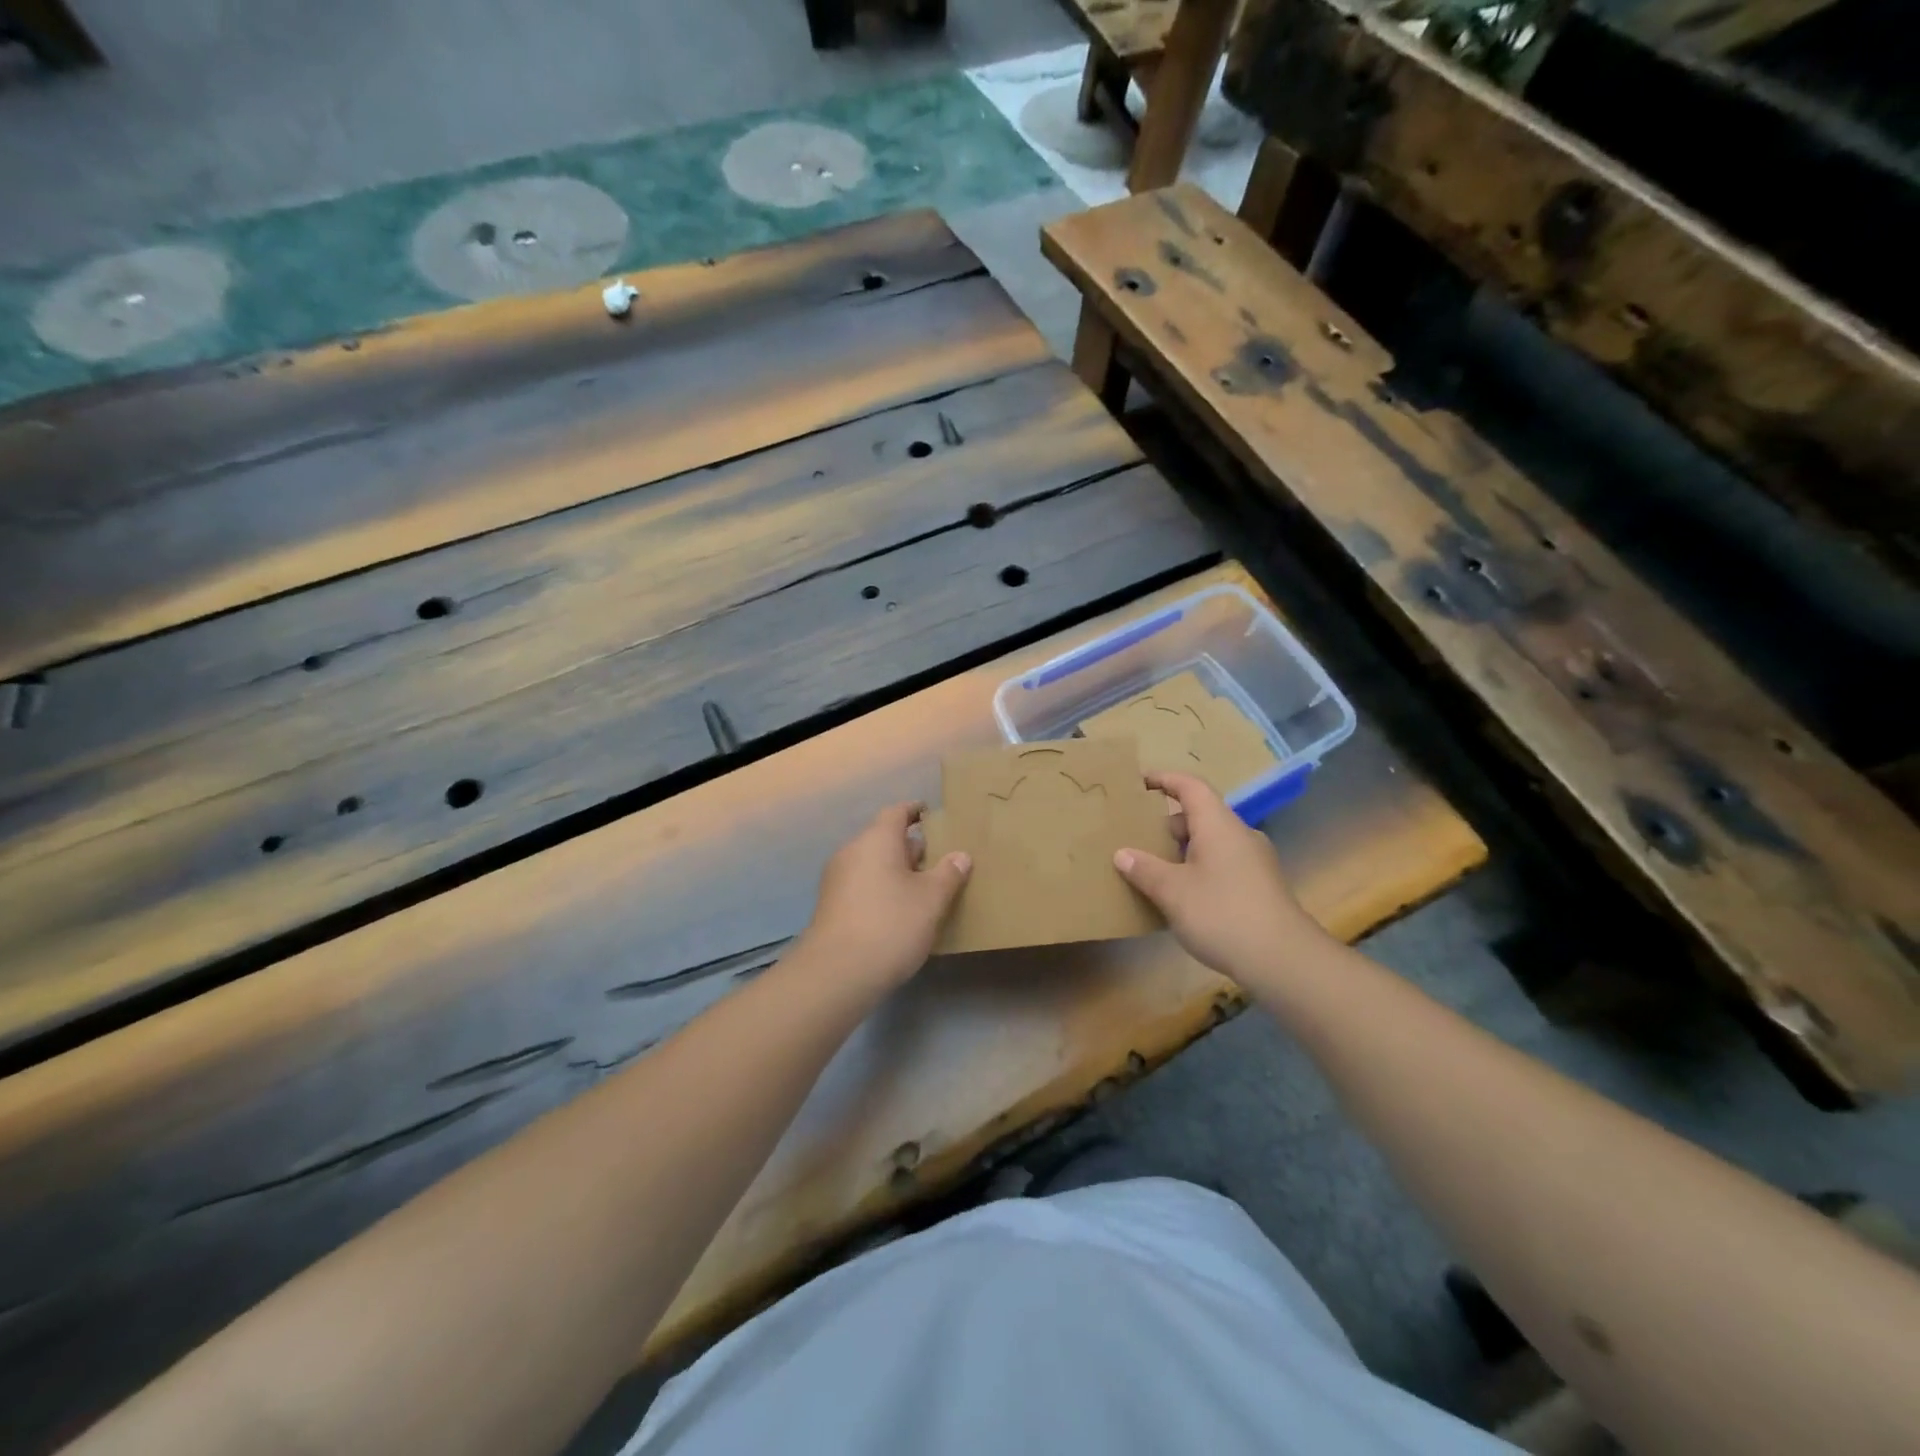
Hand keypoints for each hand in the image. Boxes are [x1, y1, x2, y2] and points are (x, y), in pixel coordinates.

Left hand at [799, 802, 970, 992]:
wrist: (837, 974)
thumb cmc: (891, 925)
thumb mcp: (931, 900)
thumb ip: (948, 874)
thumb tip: (960, 855)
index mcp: (876, 840)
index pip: (896, 812)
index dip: (915, 811)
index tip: (931, 815)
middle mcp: (852, 852)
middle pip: (883, 838)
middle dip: (909, 846)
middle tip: (937, 858)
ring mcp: (837, 880)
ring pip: (872, 864)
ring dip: (895, 870)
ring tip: (923, 887)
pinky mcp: (831, 906)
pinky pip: (862, 885)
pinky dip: (881, 889)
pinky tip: (898, 911)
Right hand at [1114, 772, 1327, 982]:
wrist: (1283, 960)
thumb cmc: (1222, 914)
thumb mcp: (1173, 892)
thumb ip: (1145, 869)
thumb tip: (1122, 854)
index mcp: (1218, 825)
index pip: (1191, 786)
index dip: (1164, 779)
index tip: (1139, 782)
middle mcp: (1239, 835)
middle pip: (1200, 815)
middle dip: (1167, 823)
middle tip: (1137, 837)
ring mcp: (1254, 862)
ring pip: (1212, 843)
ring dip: (1182, 850)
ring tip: (1154, 868)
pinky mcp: (1260, 887)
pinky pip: (1222, 864)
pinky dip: (1198, 869)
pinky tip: (1182, 897)